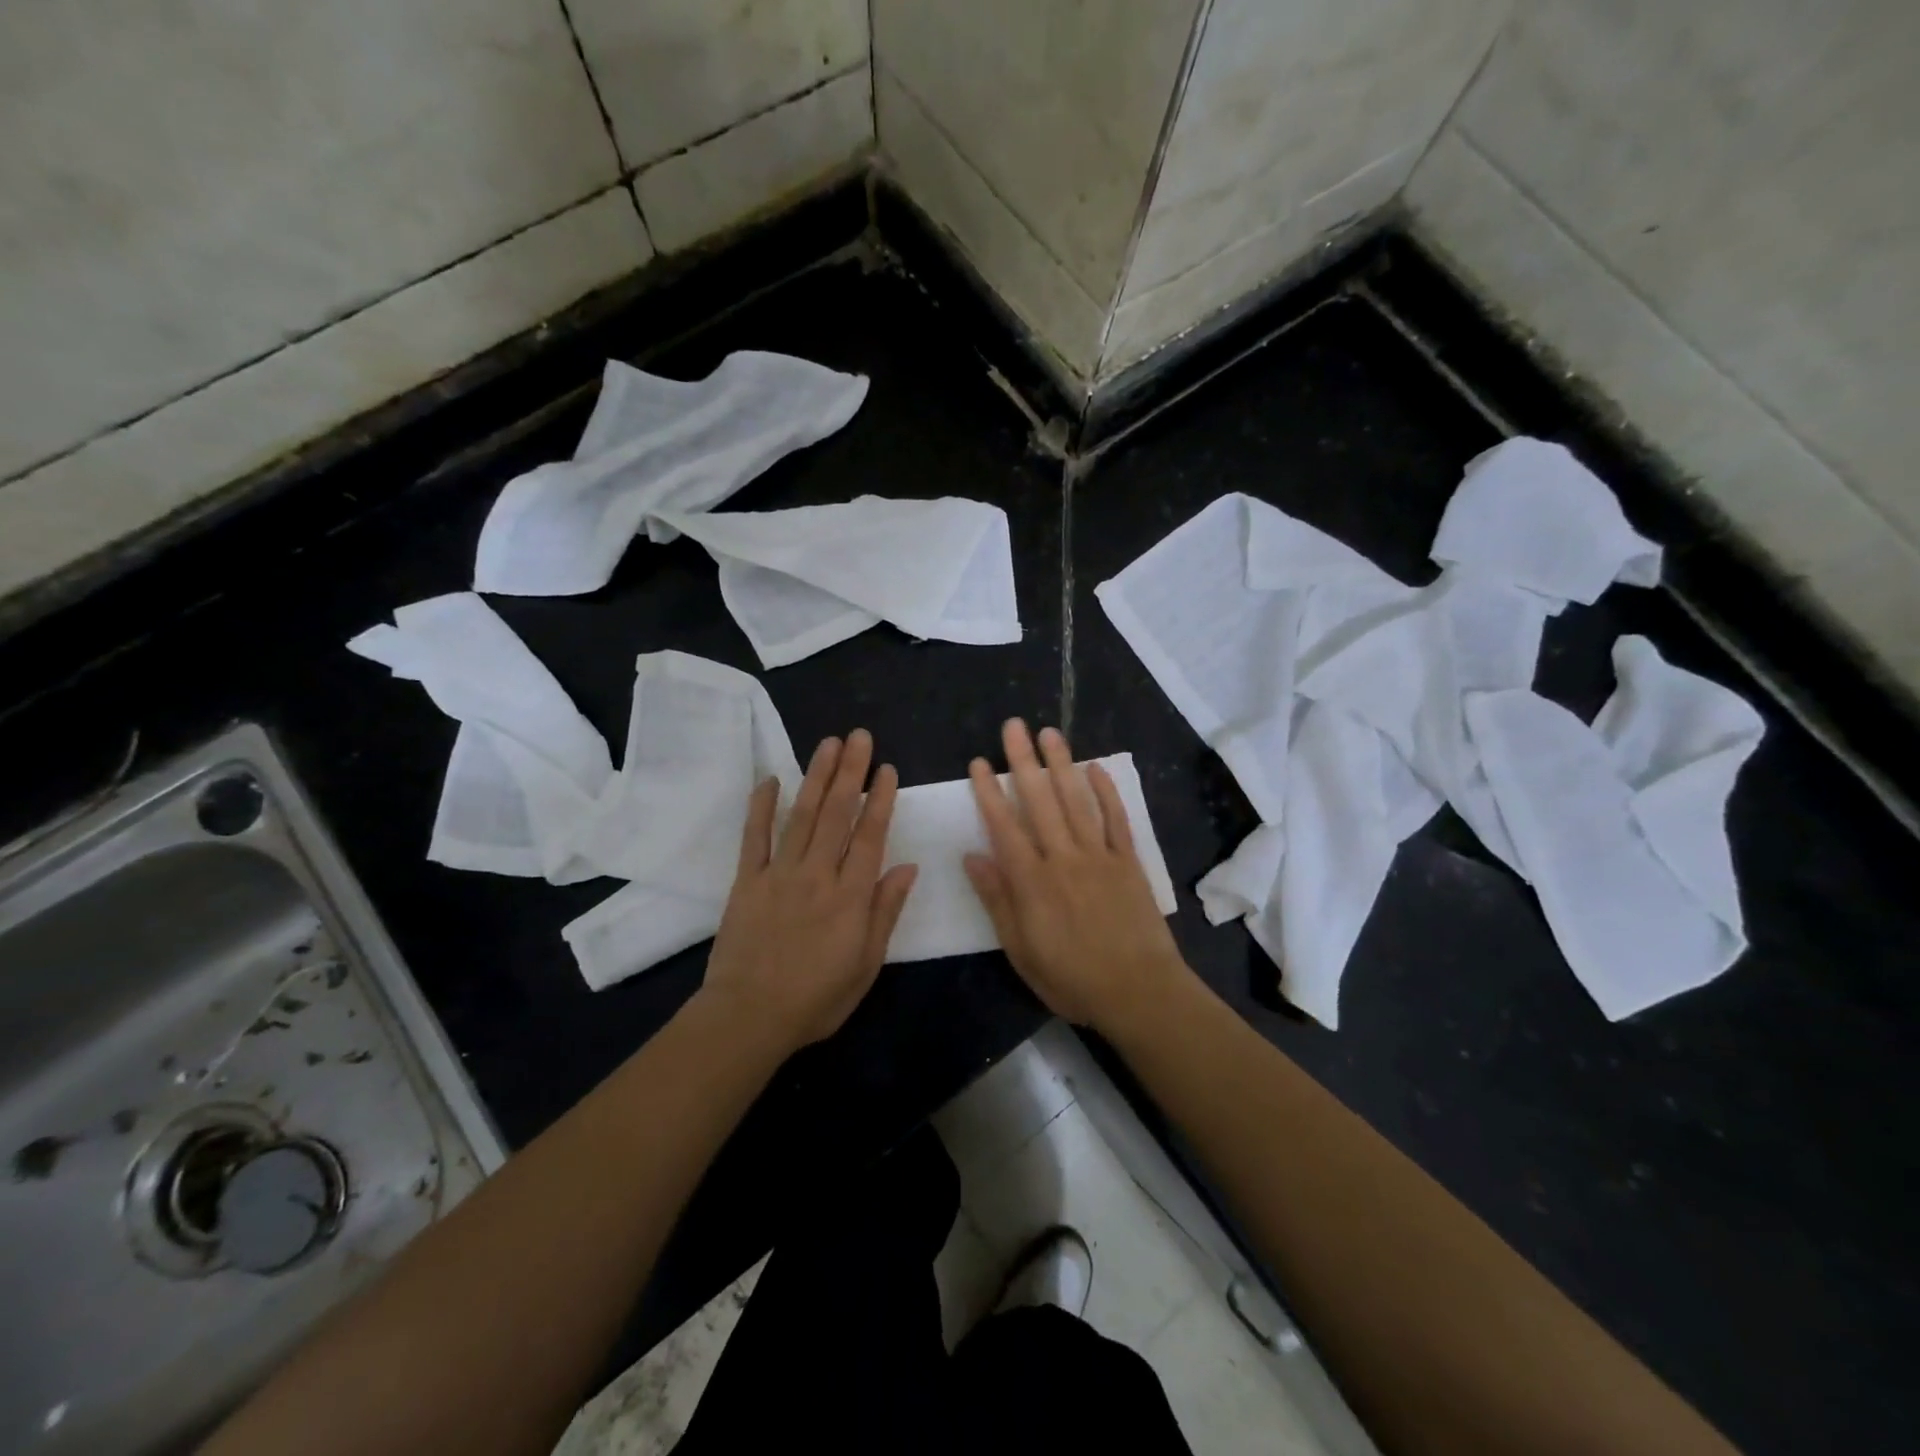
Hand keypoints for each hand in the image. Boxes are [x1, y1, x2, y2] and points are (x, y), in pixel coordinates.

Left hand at [700, 730, 917, 1054]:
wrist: (749, 1017)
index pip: (869, 836)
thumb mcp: (866, 964)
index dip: (880, 799)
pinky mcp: (747, 881)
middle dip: (850, 772)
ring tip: (828, 744)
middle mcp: (817, 874)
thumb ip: (885, 912)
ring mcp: (779, 874)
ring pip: (802, 815)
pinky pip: (754, 837)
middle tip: (858, 737)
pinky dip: (762, 806)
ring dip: (816, 776)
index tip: (886, 768)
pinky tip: (770, 779)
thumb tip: (907, 868)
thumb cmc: (816, 998)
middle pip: (837, 814)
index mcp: (850, 896)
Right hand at [964, 719, 1189, 1035]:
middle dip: (1023, 761)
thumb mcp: (1021, 950)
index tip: (978, 762)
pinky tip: (1095, 768)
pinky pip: (1116, 820)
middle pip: (1040, 801)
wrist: (1140, 992)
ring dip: (1061, 764)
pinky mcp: (1129, 862)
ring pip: (1076, 801)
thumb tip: (972, 856)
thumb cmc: (1072, 978)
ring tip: (1049, 732)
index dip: (989, 793)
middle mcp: (1063, 858)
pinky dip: (1106, 792)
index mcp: (1033, 881)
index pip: (1004, 827)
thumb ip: (998, 900)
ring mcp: (1099, 856)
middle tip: (1013, 726)